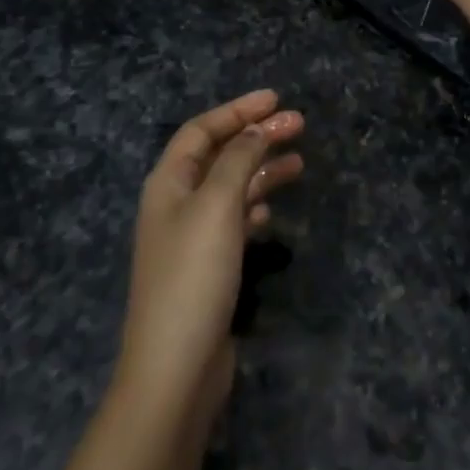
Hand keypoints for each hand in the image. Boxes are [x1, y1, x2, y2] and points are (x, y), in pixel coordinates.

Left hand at [115, 90, 304, 438]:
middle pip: (220, 155)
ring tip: (300, 162)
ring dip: (262, 170)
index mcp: (169, 183)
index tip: (276, 99)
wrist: (175, 370)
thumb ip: (238, 160)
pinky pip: (234, 221)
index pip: (202, 129)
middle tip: (299, 125)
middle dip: (257, 136)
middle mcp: (177, 204)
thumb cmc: (193, 277)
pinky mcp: (208, 267)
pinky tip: (272, 210)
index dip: (237, 110)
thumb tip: (256, 129)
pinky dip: (255, 207)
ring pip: (231, 187)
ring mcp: (192, 238)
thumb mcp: (217, 206)